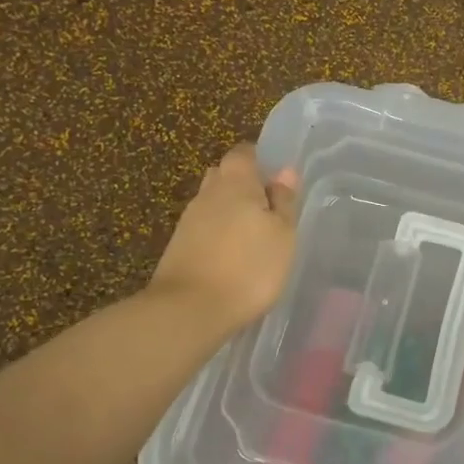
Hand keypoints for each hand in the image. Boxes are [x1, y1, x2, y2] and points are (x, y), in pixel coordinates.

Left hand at [150, 144, 298, 333]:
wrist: (191, 309)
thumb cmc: (249, 267)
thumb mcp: (283, 235)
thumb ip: (284, 201)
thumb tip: (284, 171)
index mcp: (235, 182)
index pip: (243, 153)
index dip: (259, 160)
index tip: (276, 180)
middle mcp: (207, 193)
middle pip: (224, 176)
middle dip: (243, 185)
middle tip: (267, 207)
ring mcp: (188, 221)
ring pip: (212, 203)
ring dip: (230, 212)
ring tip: (254, 236)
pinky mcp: (179, 247)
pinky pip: (204, 228)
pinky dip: (218, 234)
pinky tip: (233, 256)